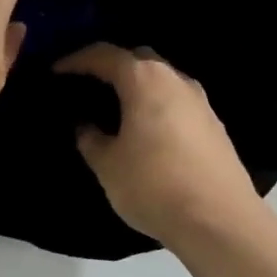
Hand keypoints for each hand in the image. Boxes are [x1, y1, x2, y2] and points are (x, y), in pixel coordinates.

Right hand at [54, 43, 262, 246]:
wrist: (220, 222)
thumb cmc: (154, 185)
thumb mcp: (108, 165)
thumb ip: (91, 139)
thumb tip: (86, 126)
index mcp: (145, 80)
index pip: (105, 55)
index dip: (77, 60)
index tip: (56, 71)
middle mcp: (176, 80)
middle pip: (139, 59)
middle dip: (112, 67)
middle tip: (89, 85)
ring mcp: (201, 102)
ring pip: (162, 80)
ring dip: (138, 88)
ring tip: (116, 109)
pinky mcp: (215, 126)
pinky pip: (177, 103)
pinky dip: (156, 106)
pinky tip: (146, 131)